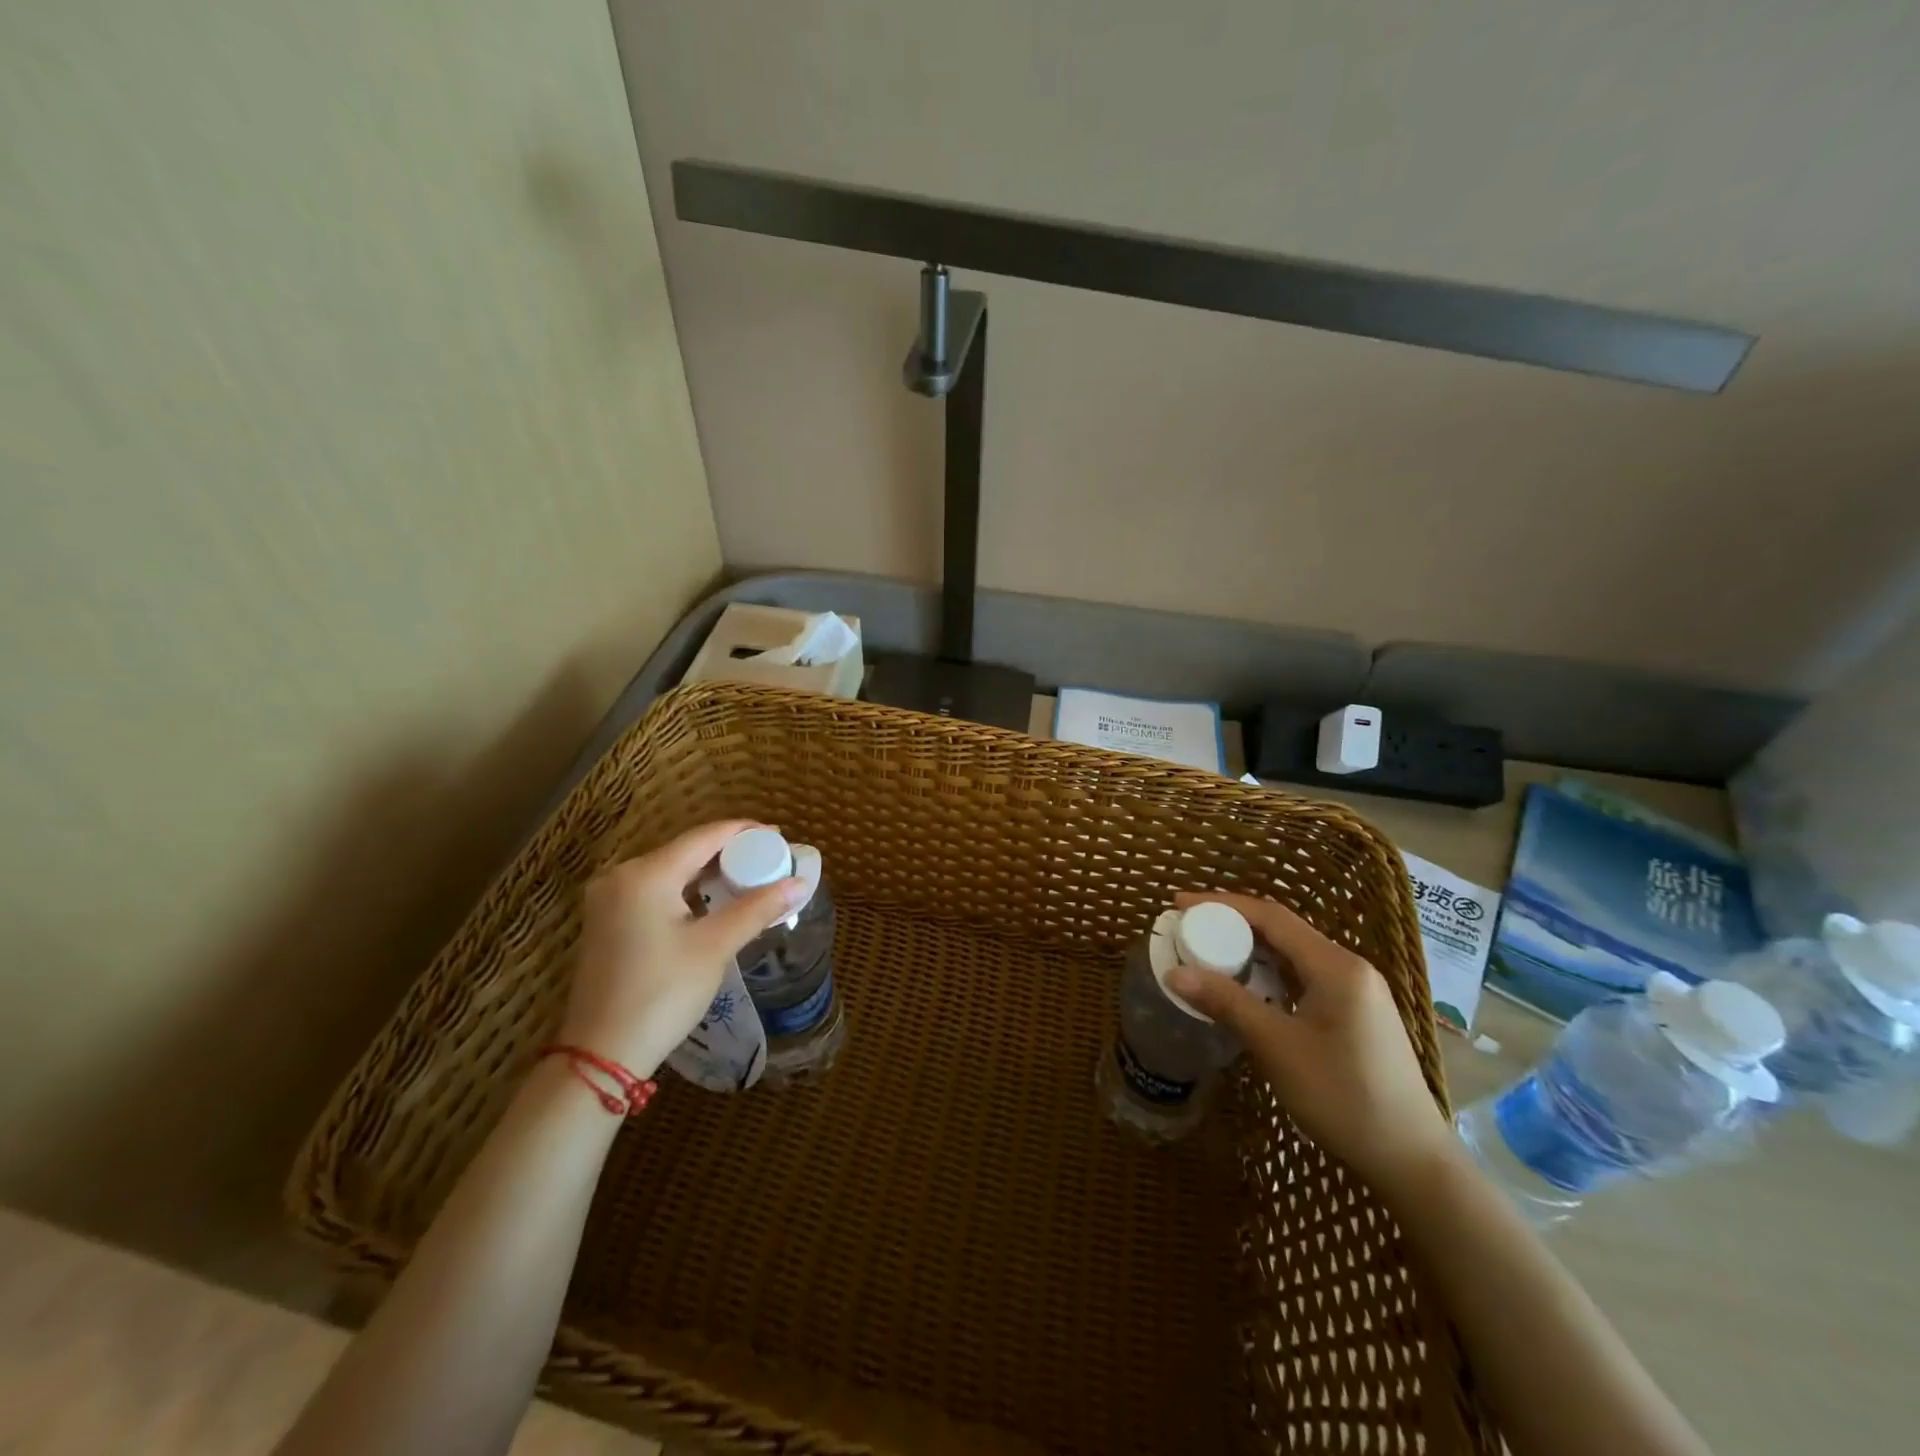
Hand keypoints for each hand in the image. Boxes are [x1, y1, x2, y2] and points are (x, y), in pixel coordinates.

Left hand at [561, 820, 805, 1077]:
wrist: (601, 1055)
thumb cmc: (662, 994)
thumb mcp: (715, 947)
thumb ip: (757, 908)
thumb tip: (799, 883)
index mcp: (646, 874)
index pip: (704, 836)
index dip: (744, 832)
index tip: (779, 837)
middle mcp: (621, 875)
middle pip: (686, 850)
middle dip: (729, 853)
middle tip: (769, 861)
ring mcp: (608, 898)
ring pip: (670, 869)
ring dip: (708, 872)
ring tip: (748, 878)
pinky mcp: (606, 920)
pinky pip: (655, 888)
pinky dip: (686, 889)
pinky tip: (711, 900)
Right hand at [1166, 891, 1458, 1202]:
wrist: (1412, 1161)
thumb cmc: (1344, 1097)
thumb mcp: (1278, 1046)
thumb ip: (1227, 1003)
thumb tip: (1174, 974)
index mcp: (1335, 965)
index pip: (1271, 916)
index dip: (1222, 904)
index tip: (1180, 904)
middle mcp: (1349, 968)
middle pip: (1282, 931)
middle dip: (1232, 926)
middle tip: (1188, 930)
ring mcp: (1356, 992)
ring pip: (1292, 956)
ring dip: (1249, 952)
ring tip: (1207, 956)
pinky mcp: (1355, 1015)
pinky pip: (1303, 979)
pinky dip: (1269, 976)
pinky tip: (1245, 990)